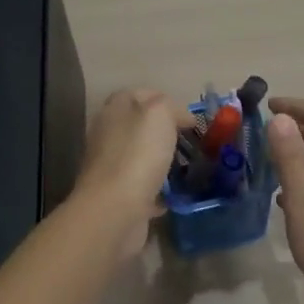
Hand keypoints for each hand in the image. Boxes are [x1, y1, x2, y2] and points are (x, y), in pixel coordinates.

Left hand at [73, 89, 182, 244]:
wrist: (115, 210)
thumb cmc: (138, 155)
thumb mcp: (159, 114)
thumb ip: (171, 106)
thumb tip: (181, 117)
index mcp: (115, 109)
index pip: (142, 94)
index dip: (168, 101)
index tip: (191, 119)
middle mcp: (109, 134)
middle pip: (142, 127)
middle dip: (168, 133)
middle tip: (194, 143)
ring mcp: (111, 166)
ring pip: (143, 157)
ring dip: (165, 162)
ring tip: (191, 169)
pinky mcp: (118, 195)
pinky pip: (144, 187)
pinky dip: (159, 191)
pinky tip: (177, 195)